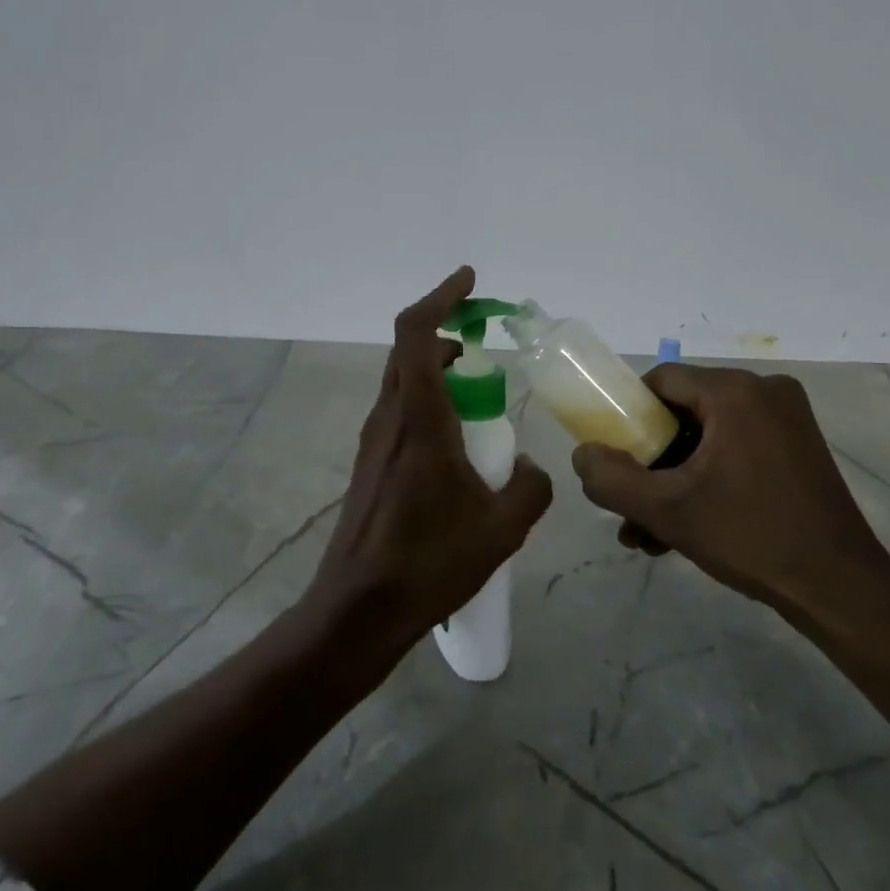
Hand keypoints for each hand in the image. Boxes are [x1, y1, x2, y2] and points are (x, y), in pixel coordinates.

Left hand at [304, 266, 552, 653]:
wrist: (359, 609)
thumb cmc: (430, 562)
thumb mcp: (503, 527)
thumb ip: (530, 486)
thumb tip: (527, 467)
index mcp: (419, 420)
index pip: (416, 334)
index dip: (440, 297)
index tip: (470, 281)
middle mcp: (390, 419)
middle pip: (408, 351)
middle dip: (445, 330)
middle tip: (485, 336)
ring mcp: (375, 442)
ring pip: (404, 382)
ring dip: (439, 369)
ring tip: (481, 389)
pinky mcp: (371, 465)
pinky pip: (402, 412)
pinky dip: (431, 401)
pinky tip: (459, 440)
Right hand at [571, 365, 889, 633]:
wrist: (841, 590)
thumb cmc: (751, 537)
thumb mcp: (668, 510)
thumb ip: (611, 479)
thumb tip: (582, 454)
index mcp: (735, 391)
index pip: (660, 382)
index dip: (627, 418)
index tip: (615, 459)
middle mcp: (764, 392)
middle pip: (682, 413)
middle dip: (650, 463)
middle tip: (630, 506)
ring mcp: (786, 420)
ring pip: (706, 438)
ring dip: (673, 481)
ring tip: (648, 534)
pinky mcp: (797, 448)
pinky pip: (734, 451)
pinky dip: (706, 482)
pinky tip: (682, 532)